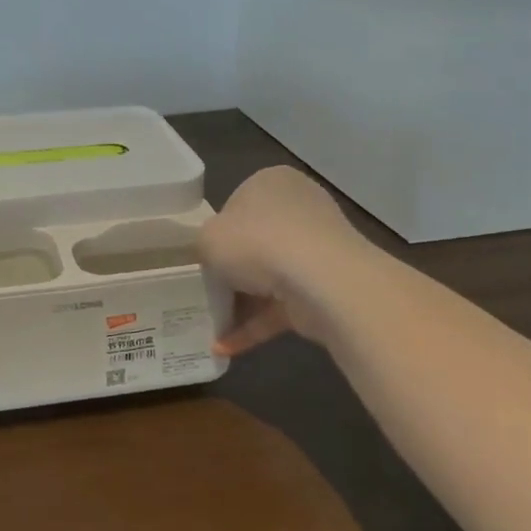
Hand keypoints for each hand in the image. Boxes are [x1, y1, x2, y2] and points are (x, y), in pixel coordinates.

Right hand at [197, 167, 366, 356]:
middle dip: (233, 273)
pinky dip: (257, 325)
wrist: (320, 279)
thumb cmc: (255, 242)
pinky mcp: (326, 287)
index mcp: (271, 183)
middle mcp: (299, 208)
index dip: (218, 234)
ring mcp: (318, 249)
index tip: (204, 258)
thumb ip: (204, 246)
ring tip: (213, 328)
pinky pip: (284, 305)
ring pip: (271, 277)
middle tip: (208, 293)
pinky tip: (227, 347)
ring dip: (243, 304)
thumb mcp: (206, 238)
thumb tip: (216, 260)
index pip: (237, 205)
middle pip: (256, 242)